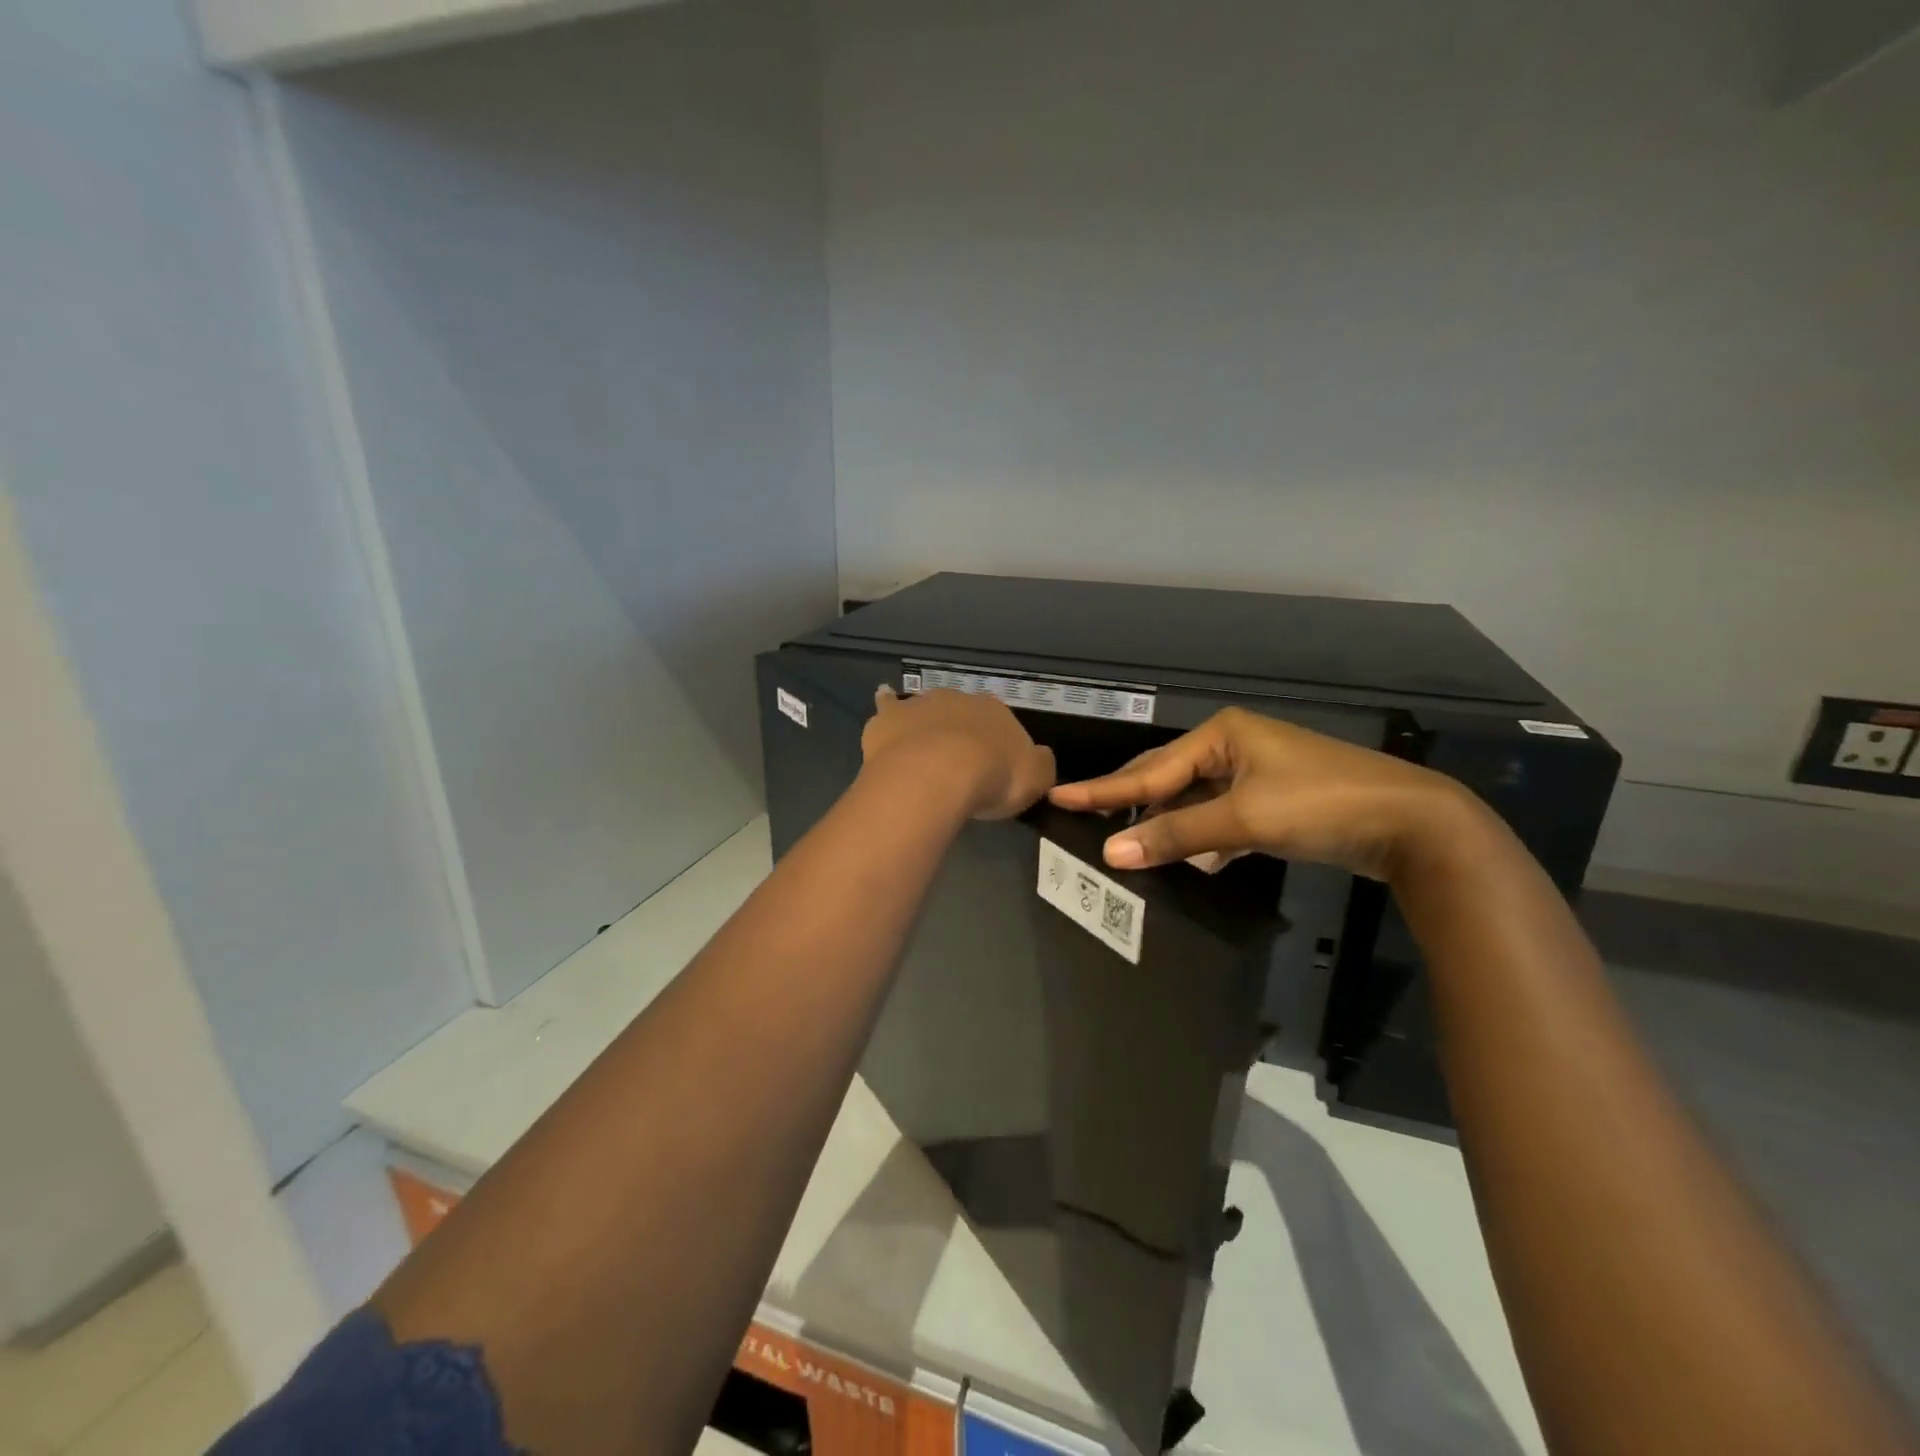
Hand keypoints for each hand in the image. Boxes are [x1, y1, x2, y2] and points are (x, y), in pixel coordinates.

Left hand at [862, 688, 1055, 820]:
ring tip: (923, 747)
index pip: (1000, 724)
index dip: (996, 747)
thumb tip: (1038, 758)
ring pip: (926, 708)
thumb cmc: (992, 778)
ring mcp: (921, 705)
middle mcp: (959, 700)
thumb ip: (1040, 765)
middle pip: (961, 714)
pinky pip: (888, 705)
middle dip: (960, 733)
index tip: (992, 770)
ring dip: (927, 723)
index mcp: (996, 712)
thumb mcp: (1036, 779)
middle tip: (958, 765)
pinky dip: (886, 703)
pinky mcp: (889, 717)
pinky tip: (882, 698)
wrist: (938, 775)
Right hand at [1048, 707, 1481, 881]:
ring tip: (1128, 846)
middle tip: (1083, 816)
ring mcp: (1255, 773)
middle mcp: (1233, 746)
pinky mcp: (1273, 801)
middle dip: (1129, 802)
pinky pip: (1219, 817)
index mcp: (1222, 734)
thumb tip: (1112, 853)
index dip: (1103, 789)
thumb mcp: (1243, 819)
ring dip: (1167, 826)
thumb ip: (1177, 835)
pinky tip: (1190, 860)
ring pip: (1193, 801)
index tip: (1058, 796)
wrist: (1414, 823)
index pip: (1150, 770)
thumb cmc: (1321, 805)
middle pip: (1166, 778)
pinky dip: (1202, 838)